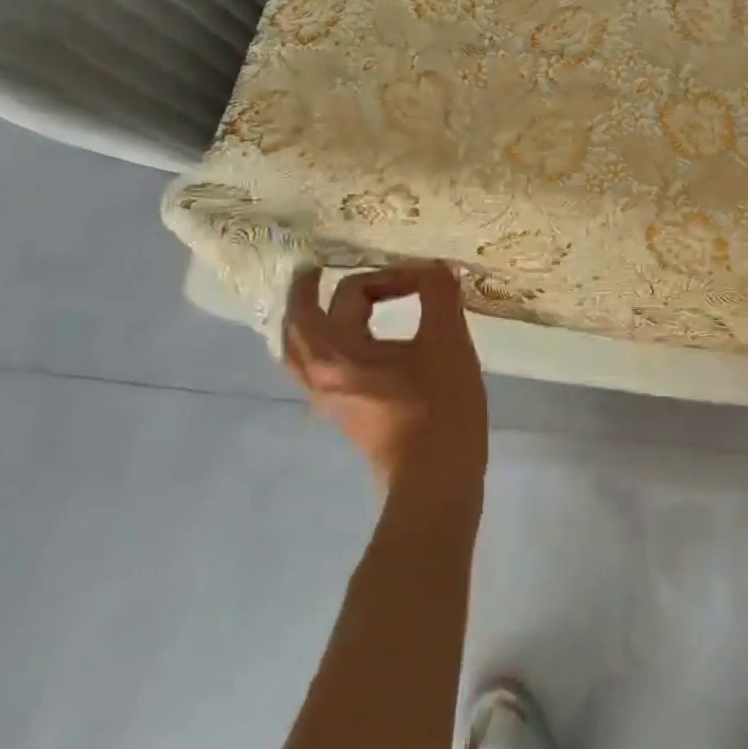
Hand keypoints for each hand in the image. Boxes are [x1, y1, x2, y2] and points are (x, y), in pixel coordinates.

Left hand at [283, 263, 488, 493]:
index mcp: (338, 352)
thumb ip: (439, 296)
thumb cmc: (439, 408)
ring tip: (324, 301)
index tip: (428, 281)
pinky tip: (353, 340)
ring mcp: (328, 397)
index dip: (391, 276)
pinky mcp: (345, 412)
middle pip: (299, 322)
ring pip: (302, 349)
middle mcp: (320, 373)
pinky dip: (323, 342)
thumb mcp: (447, 342)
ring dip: (310, 320)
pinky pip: (318, 366)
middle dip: (307, 292)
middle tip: (318, 268)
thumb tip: (436, 269)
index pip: (351, 292)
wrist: (434, 479)